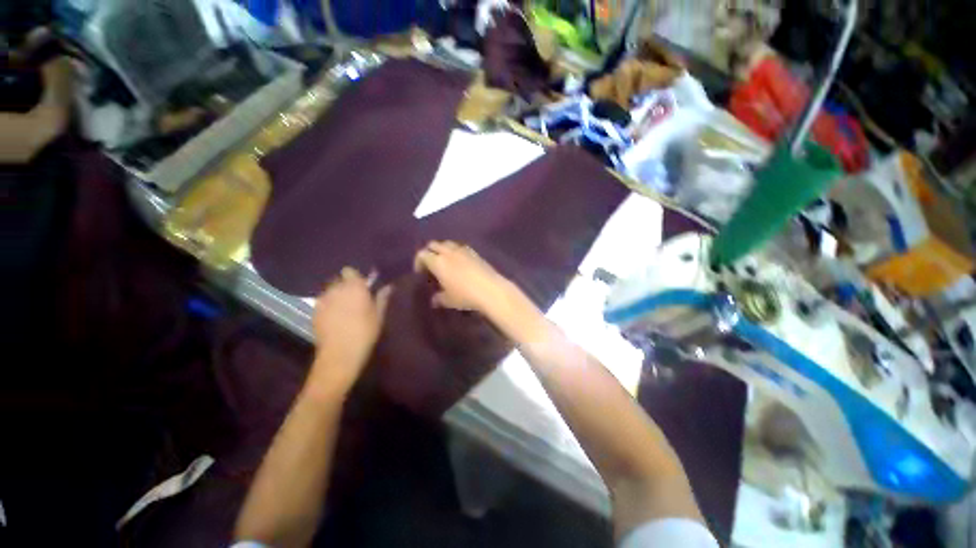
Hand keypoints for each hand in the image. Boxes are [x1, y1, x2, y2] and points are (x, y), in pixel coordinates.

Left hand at [310, 267, 390, 390]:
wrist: (340, 354)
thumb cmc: (365, 333)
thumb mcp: (379, 316)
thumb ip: (382, 298)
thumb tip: (388, 286)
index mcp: (354, 288)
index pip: (349, 271)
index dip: (355, 277)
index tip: (363, 286)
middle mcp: (336, 290)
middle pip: (339, 280)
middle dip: (346, 286)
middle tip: (356, 298)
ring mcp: (323, 301)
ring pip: (330, 291)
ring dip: (337, 295)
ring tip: (344, 308)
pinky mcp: (314, 312)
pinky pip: (323, 302)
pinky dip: (329, 306)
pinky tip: (335, 317)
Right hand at [413, 241, 511, 312]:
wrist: (491, 290)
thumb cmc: (465, 295)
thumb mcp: (448, 300)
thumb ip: (438, 298)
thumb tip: (434, 299)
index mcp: (438, 262)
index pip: (422, 254)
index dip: (418, 262)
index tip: (420, 272)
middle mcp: (448, 252)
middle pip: (434, 244)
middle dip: (429, 252)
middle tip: (431, 265)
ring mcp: (463, 250)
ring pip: (447, 243)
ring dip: (443, 249)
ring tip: (445, 262)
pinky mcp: (475, 252)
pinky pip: (460, 247)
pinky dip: (455, 251)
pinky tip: (459, 262)